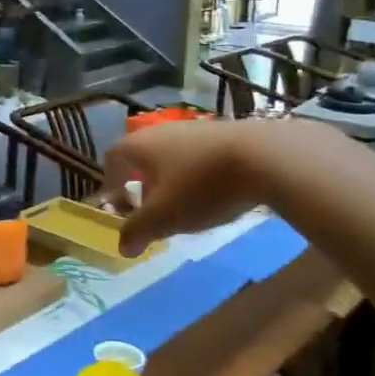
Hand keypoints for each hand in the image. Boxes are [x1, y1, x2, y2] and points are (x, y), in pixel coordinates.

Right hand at [102, 120, 309, 255]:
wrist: (264, 157)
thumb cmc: (201, 186)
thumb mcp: (164, 217)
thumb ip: (137, 231)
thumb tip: (123, 246)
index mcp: (139, 146)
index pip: (112, 158)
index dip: (110, 181)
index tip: (118, 204)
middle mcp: (160, 131)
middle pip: (142, 156)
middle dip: (142, 183)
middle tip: (151, 209)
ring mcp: (193, 128)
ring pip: (171, 155)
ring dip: (171, 178)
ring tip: (185, 204)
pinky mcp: (223, 132)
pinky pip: (198, 154)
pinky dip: (197, 172)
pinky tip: (215, 192)